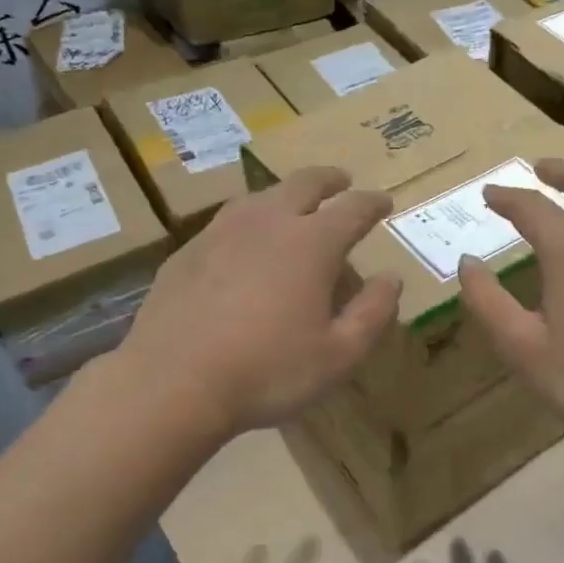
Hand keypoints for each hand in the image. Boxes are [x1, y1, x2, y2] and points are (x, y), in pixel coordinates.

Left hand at [115, 168, 401, 440]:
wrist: (172, 382)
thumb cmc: (268, 371)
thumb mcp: (339, 356)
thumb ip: (373, 313)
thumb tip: (391, 279)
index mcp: (311, 243)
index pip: (353, 208)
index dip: (373, 203)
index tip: (384, 202)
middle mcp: (267, 223)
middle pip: (304, 184)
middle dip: (329, 180)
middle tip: (342, 181)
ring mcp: (220, 233)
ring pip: (260, 196)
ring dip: (285, 194)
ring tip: (294, 204)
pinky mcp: (186, 252)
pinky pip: (226, 221)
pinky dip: (249, 220)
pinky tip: (243, 241)